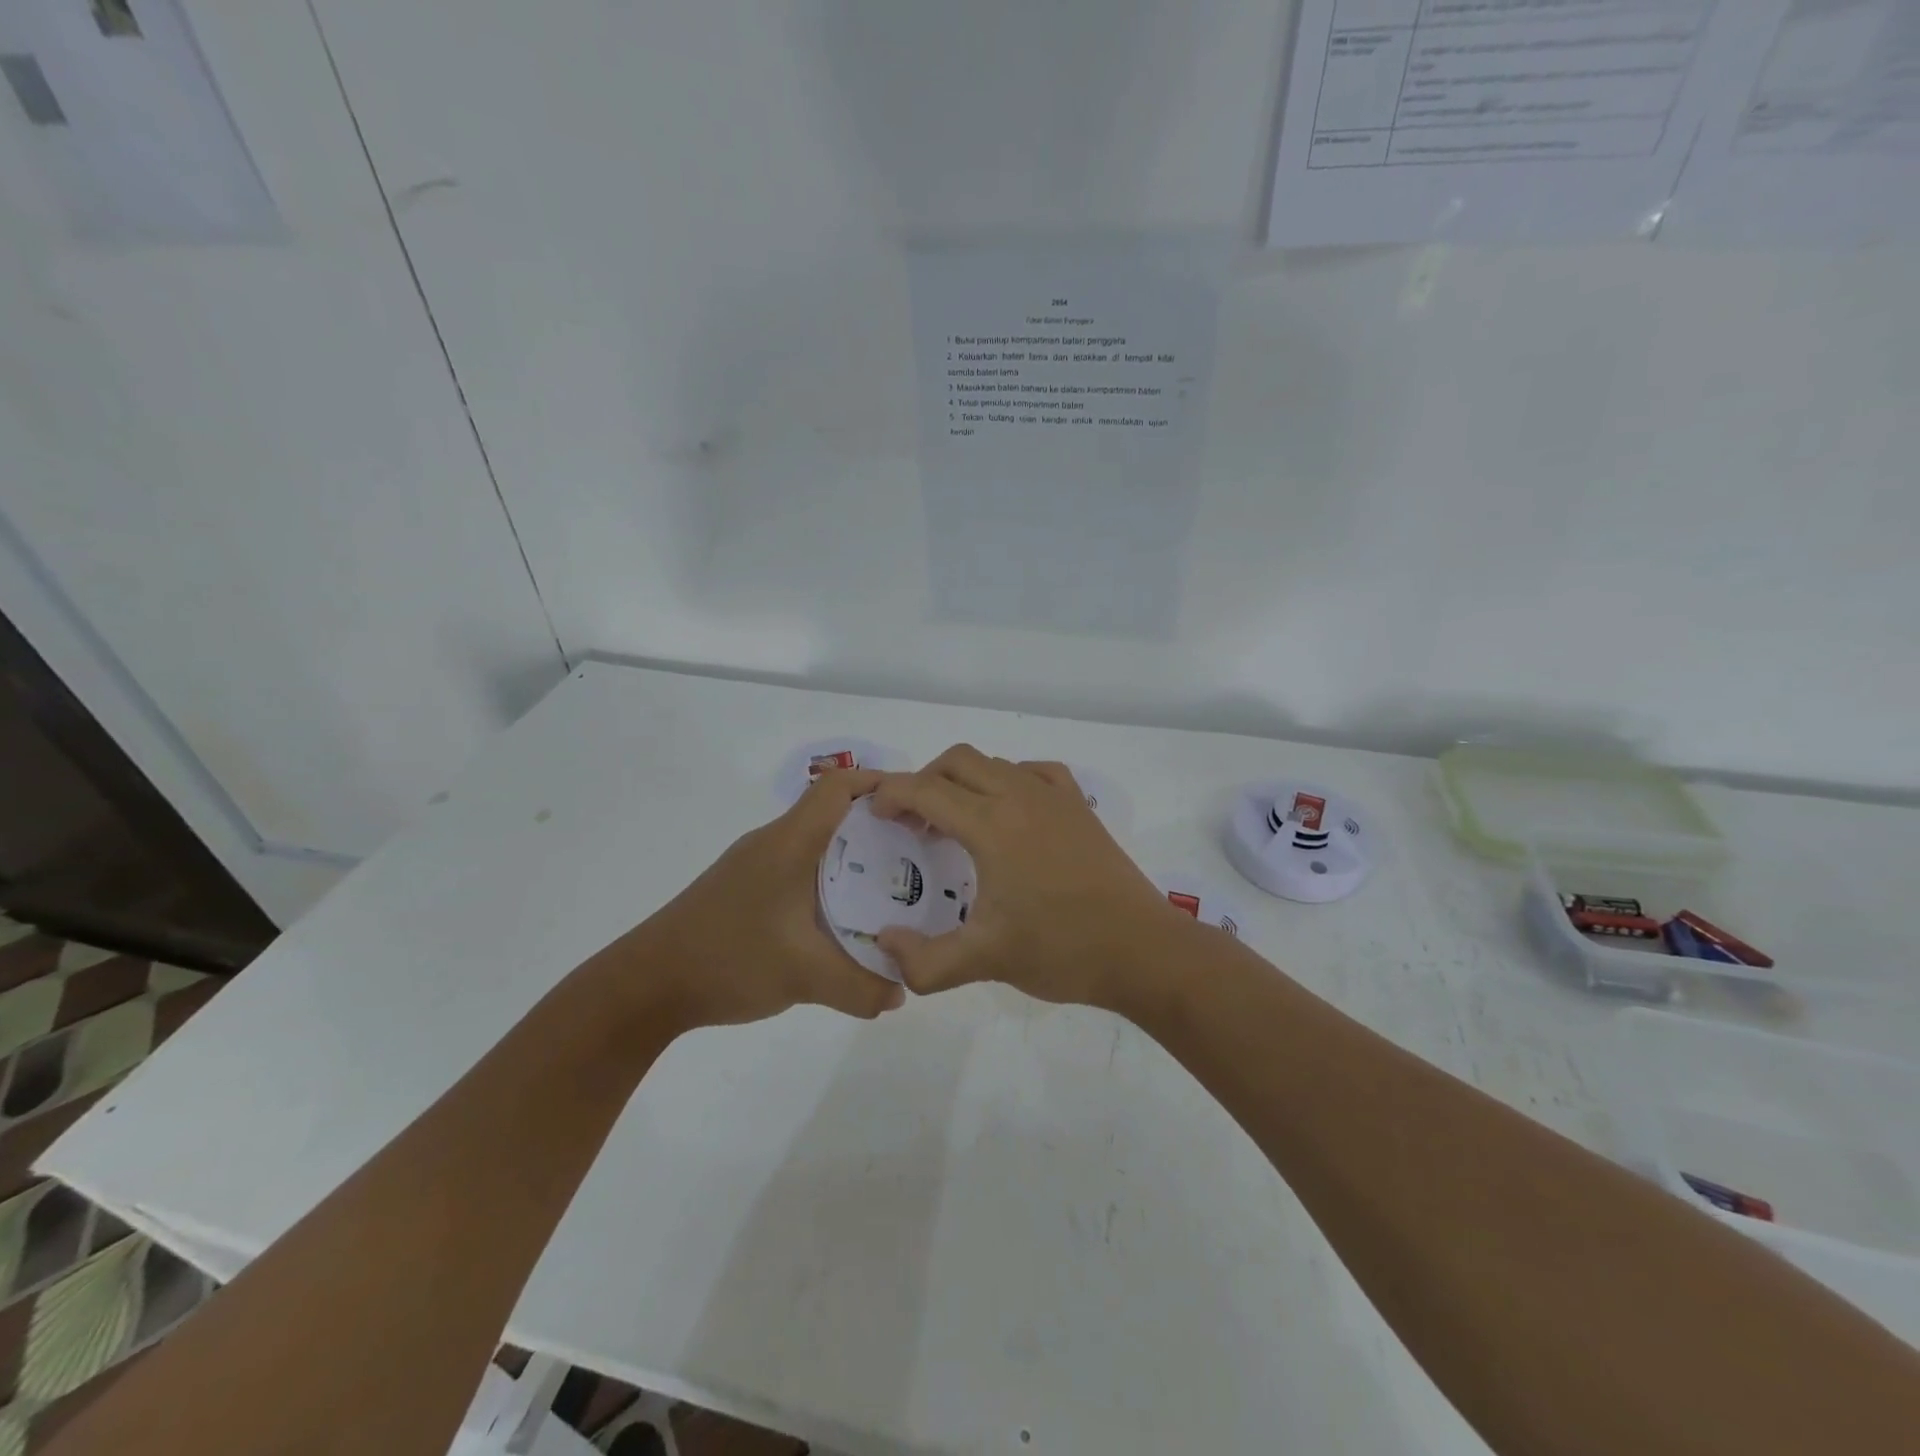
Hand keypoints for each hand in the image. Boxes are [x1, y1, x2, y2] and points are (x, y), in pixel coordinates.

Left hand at [610, 770, 906, 1030]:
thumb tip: (902, 992)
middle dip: (880, 825)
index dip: (881, 784)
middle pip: (834, 811)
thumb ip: (861, 987)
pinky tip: (843, 917)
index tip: (920, 808)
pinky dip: (830, 879)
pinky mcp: (746, 888)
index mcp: (790, 842)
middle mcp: (774, 842)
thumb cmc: (727, 959)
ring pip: (818, 842)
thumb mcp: (804, 976)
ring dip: (855, 855)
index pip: (839, 786)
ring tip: (893, 886)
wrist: (646, 985)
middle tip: (919, 852)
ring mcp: (756, 865)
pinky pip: (801, 868)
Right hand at [869, 745, 1182, 1007]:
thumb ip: (924, 962)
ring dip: (963, 781)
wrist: (1142, 950)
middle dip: (924, 780)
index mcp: (992, 825)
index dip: (892, 794)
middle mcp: (1020, 796)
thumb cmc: (1062, 950)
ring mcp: (1055, 797)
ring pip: (995, 763)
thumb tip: (884, 946)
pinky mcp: (1079, 807)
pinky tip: (1008, 812)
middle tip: (912, 821)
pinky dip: (1007, 780)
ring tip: (955, 822)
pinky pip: (1034, 772)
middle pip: (957, 761)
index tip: (876, 815)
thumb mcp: (985, 961)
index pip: (926, 789)